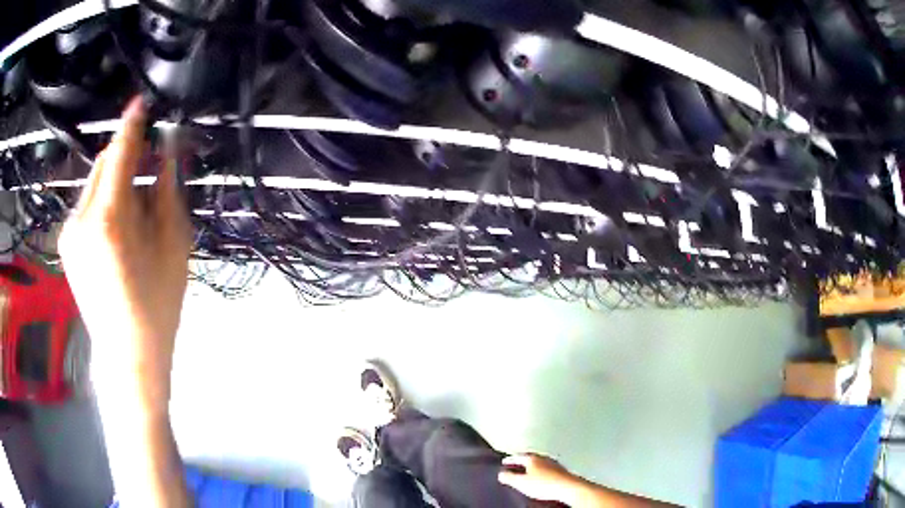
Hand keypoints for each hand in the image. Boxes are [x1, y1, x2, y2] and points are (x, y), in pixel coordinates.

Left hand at [59, 97, 191, 410]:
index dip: (132, 125)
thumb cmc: (157, 306)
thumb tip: (166, 154)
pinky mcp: (66, 244)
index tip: (140, 102)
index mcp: (108, 218)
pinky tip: (118, 231)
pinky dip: (104, 202)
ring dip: (115, 182)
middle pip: (103, 163)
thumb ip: (166, 191)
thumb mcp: (173, 246)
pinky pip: (87, 204)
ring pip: (94, 183)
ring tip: (134, 214)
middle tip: (149, 174)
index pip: (119, 153)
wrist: (128, 354)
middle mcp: (81, 218)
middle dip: (125, 158)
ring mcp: (69, 232)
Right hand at [498, 453, 580, 503]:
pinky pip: (547, 467)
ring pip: (539, 462)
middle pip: (530, 457)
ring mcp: (553, 463)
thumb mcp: (521, 483)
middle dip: (521, 461)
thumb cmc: (544, 484)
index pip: (518, 456)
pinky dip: (541, 470)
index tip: (504, 461)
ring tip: (527, 470)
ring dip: (532, 465)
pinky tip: (541, 475)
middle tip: (515, 464)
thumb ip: (509, 478)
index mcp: (532, 458)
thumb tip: (501, 474)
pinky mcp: (561, 470)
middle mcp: (543, 457)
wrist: (567, 487)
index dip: (510, 459)